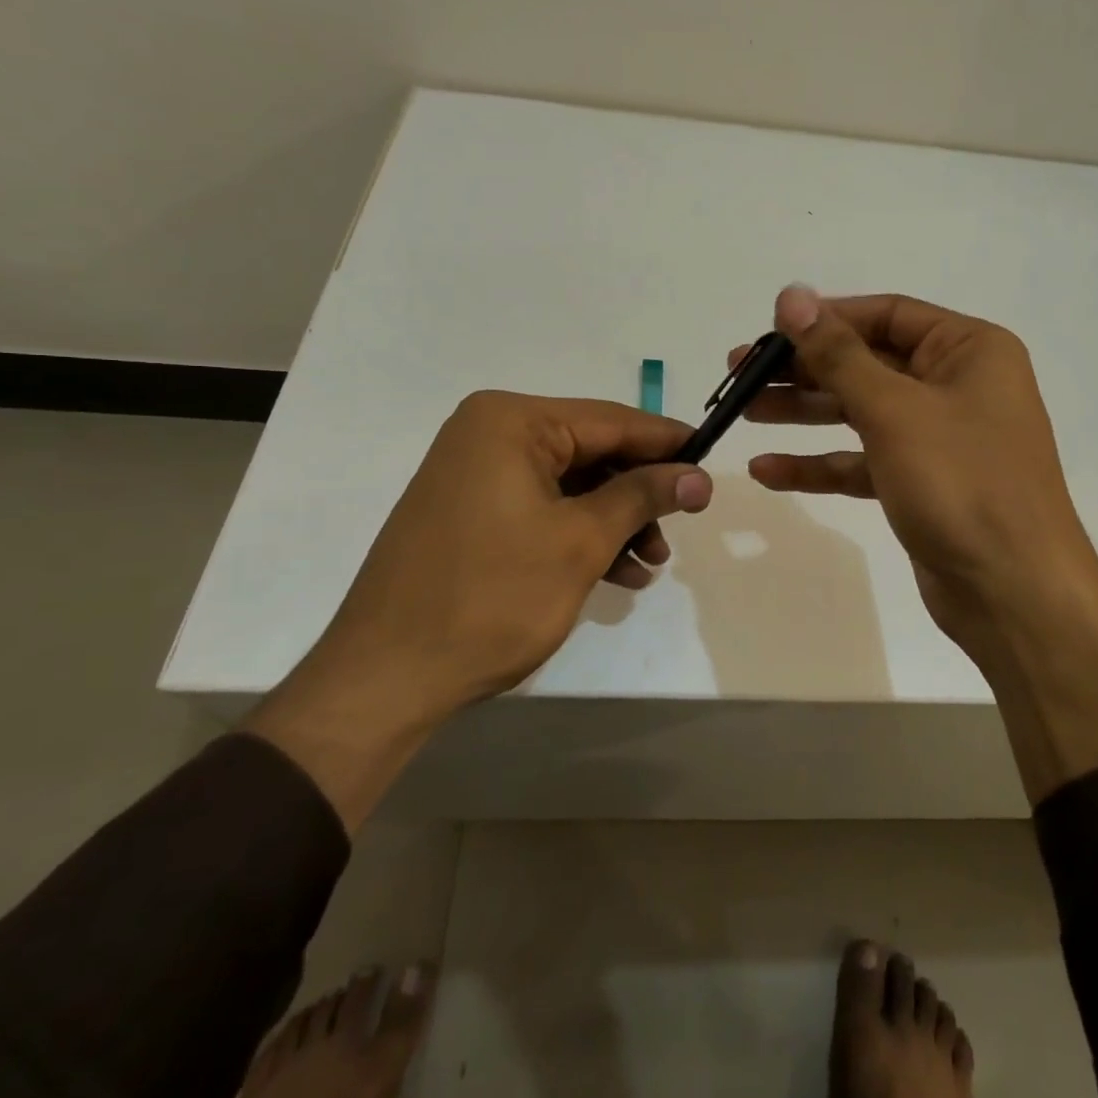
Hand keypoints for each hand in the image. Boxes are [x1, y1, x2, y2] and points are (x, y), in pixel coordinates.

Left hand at [328, 392, 713, 708]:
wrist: (386, 677)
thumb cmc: (491, 597)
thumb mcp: (581, 541)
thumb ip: (643, 496)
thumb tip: (700, 476)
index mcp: (510, 422)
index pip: (611, 420)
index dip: (667, 442)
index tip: (711, 463)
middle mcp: (489, 434)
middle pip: (591, 452)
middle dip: (639, 493)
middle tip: (680, 526)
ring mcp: (475, 474)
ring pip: (570, 485)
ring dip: (615, 521)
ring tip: (649, 564)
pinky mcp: (470, 513)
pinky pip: (542, 509)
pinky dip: (580, 536)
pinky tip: (616, 574)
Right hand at [737, 287, 1095, 673]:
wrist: (1014, 592)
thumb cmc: (961, 482)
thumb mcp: (894, 410)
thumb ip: (837, 354)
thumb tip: (792, 295)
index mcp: (968, 350)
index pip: (887, 315)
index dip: (826, 318)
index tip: (770, 329)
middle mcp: (957, 385)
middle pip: (867, 363)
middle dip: (804, 369)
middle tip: (740, 373)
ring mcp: (939, 437)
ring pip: (860, 412)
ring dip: (803, 413)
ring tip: (744, 412)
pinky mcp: (921, 483)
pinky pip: (862, 461)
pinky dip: (820, 464)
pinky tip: (768, 470)